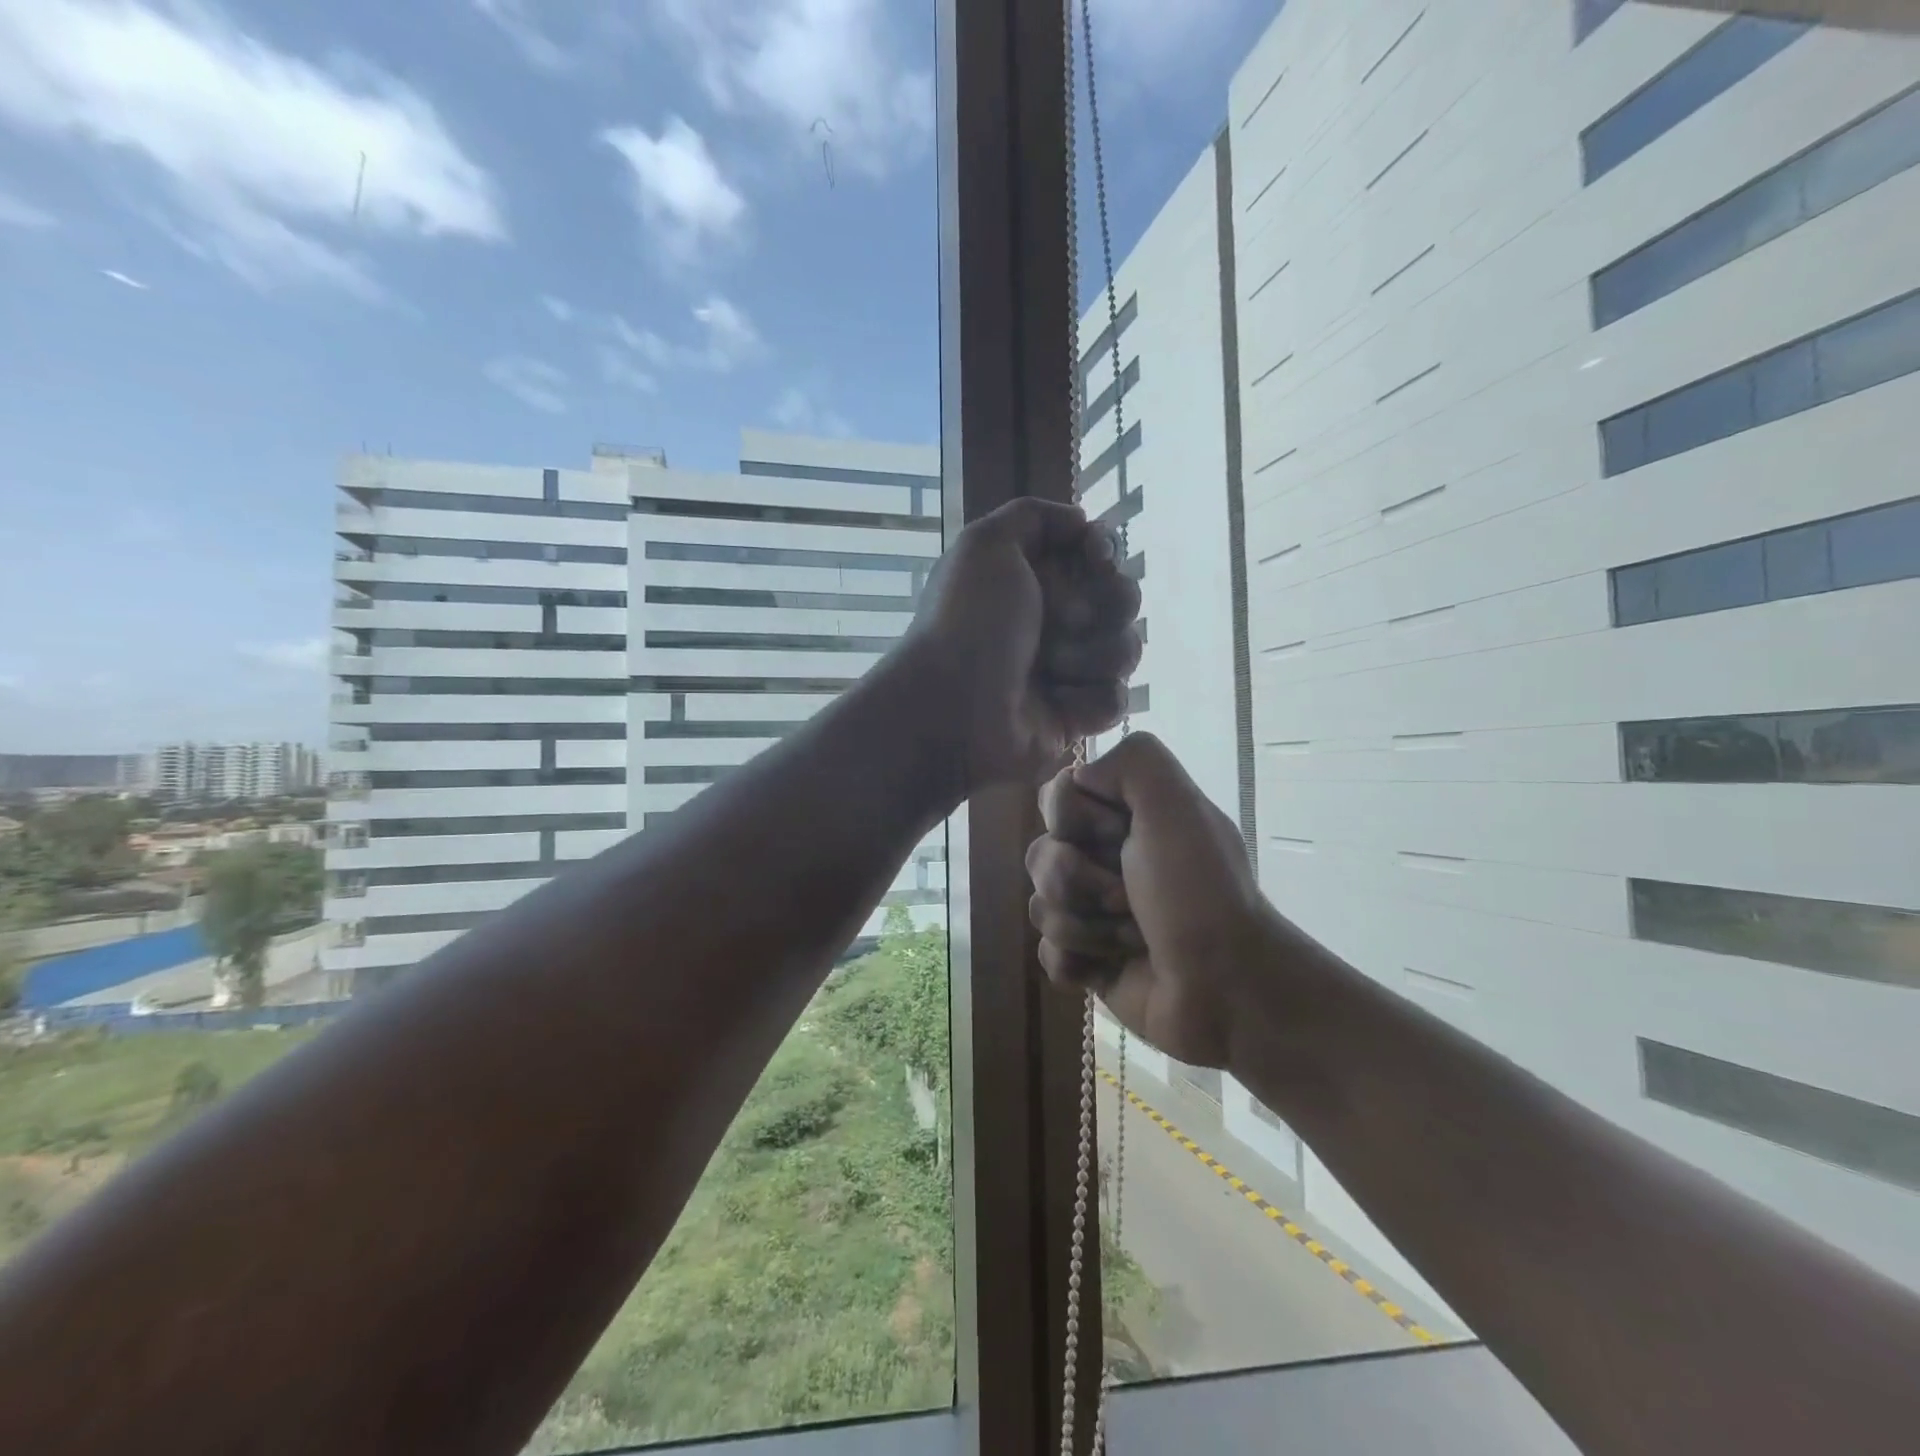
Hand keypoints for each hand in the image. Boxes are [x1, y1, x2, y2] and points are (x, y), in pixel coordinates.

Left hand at [901, 498, 1141, 787]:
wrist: (953, 708)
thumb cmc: (968, 622)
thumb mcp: (984, 544)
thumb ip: (1032, 515)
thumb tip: (1082, 522)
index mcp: (1034, 580)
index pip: (1099, 556)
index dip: (1105, 553)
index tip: (1096, 559)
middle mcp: (1054, 621)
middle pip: (1123, 598)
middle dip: (1103, 605)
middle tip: (1062, 620)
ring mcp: (1068, 670)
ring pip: (1126, 649)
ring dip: (1091, 655)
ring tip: (1050, 668)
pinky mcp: (1076, 717)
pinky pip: (1115, 699)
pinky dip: (1090, 699)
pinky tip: (1058, 703)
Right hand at [1025, 733, 1267, 1067]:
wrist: (1227, 989)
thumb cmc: (1199, 892)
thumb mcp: (1177, 805)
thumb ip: (1132, 760)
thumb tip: (1078, 779)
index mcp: (1125, 818)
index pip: (1056, 798)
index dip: (1077, 820)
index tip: (1122, 836)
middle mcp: (1106, 859)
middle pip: (1041, 854)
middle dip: (1080, 881)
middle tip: (1129, 898)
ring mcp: (1094, 913)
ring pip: (1040, 907)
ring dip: (1086, 927)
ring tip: (1131, 939)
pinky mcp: (1087, 962)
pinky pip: (1047, 954)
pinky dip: (1076, 962)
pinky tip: (1107, 969)